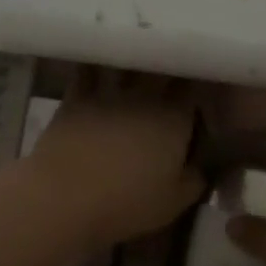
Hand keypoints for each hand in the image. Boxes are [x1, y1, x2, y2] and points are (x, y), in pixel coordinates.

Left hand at [25, 70, 204, 255]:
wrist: (64, 197)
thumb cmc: (126, 203)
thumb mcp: (174, 202)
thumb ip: (195, 180)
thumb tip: (202, 167)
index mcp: (175, 118)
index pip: (196, 86)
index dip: (200, 84)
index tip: (202, 88)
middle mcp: (145, 96)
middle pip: (163, 68)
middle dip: (170, 68)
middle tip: (174, 75)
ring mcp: (108, 92)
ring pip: (127, 64)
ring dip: (135, 63)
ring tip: (139, 66)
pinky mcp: (75, 96)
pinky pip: (89, 71)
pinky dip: (96, 67)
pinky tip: (98, 66)